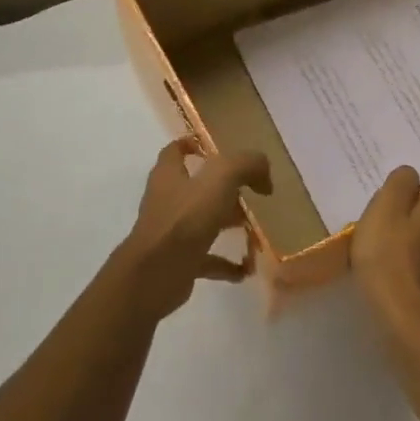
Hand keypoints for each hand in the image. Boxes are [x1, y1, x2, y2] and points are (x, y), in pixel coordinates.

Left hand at [120, 137, 271, 316]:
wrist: (155, 275)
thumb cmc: (185, 219)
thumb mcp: (221, 178)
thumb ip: (246, 165)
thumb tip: (264, 173)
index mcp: (169, 175)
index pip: (175, 151)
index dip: (193, 145)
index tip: (217, 149)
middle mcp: (167, 201)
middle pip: (195, 188)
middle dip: (224, 188)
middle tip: (252, 192)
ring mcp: (171, 233)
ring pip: (203, 222)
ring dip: (228, 224)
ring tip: (256, 228)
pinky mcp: (178, 261)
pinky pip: (207, 259)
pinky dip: (227, 264)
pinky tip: (247, 268)